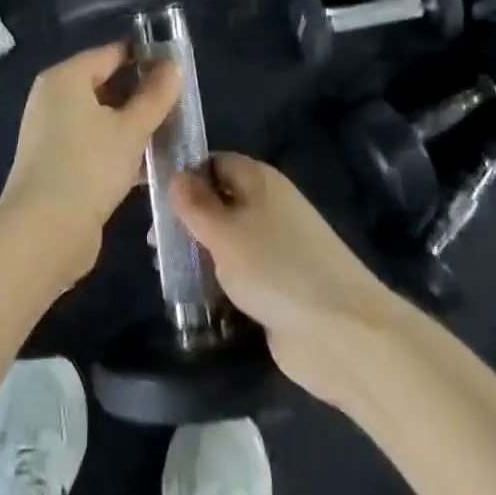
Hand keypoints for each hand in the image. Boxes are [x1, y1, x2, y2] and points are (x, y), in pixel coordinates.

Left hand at [0, 43, 181, 286]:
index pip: (111, 53)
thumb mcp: (131, 130)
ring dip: (133, 124)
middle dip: (141, 93)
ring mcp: (52, 133)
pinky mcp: (57, 164)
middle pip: (105, 84)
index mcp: (65, 78)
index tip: (177, 68)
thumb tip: (174, 66)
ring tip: (171, 131)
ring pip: (101, 117)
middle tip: (179, 102)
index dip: (145, 57)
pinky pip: (94, 143)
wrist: (43, 234)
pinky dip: (118, 147)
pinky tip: (149, 162)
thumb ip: (155, 96)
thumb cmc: (88, 167)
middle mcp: (53, 99)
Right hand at [171, 154, 397, 406]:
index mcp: (260, 180)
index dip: (187, 175)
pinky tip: (193, 299)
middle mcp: (269, 206)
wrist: (341, 333)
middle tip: (154, 241)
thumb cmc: (276, 269)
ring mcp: (276, 248)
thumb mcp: (225, 232)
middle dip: (190, 219)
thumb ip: (196, 204)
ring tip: (166, 270)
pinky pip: (240, 274)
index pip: (216, 162)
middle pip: (221, 201)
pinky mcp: (279, 286)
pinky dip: (219, 283)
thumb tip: (177, 176)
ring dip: (202, 254)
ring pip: (229, 240)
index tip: (155, 197)